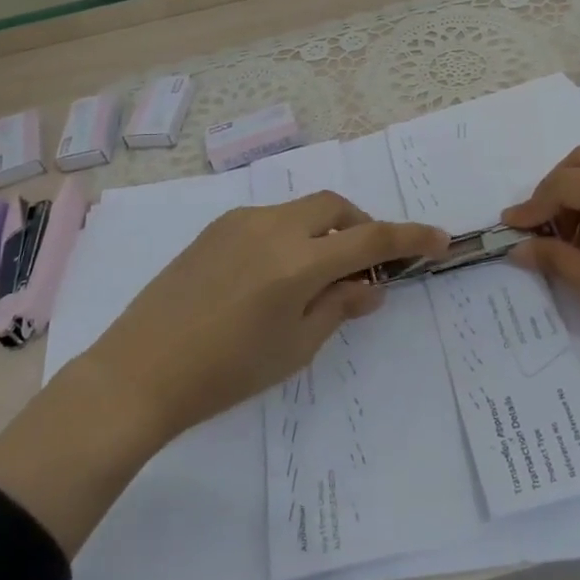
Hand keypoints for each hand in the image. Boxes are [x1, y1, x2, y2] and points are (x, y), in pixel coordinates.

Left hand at [89, 192, 448, 442]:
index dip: (409, 238)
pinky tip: (277, 272)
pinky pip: (271, 218)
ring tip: (319, 272)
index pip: (370, 239)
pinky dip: (293, 233)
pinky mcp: (215, 228)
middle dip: (362, 226)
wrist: (140, 371)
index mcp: (297, 262)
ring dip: (326, 229)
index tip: (439, 238)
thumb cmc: (225, 373)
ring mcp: (240, 222)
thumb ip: (338, 306)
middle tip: (365, 264)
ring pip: (302, 209)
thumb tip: (371, 284)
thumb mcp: (294, 348)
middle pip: (336, 207)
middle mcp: (272, 228)